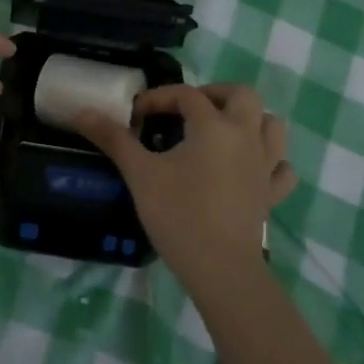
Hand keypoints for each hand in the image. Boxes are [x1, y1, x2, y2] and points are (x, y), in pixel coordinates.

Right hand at [73, 84, 296, 289]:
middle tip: (189, 110)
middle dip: (215, 94)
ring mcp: (264, 166)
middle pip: (242, 95)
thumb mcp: (140, 174)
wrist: (221, 270)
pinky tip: (250, 168)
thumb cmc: (179, 214)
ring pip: (271, 125)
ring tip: (222, 130)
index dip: (158, 98)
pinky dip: (270, 161)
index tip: (136, 115)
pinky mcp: (271, 194)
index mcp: (214, 126)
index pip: (186, 95)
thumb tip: (83, 111)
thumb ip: (113, 139)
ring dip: (250, 119)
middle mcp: (245, 136)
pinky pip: (281, 168)